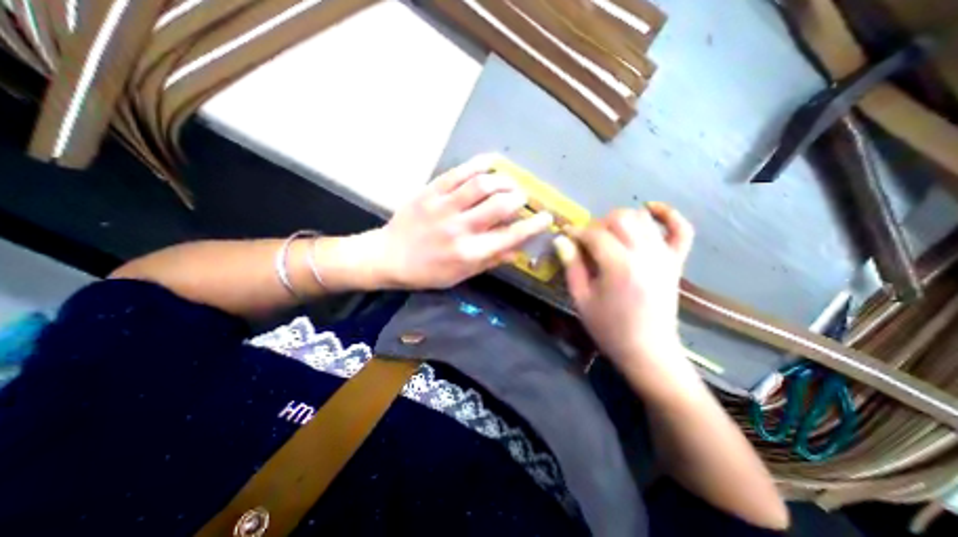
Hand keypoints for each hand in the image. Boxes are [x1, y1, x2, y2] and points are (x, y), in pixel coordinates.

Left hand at [366, 153, 553, 291]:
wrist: (389, 257)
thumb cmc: (428, 272)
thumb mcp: (461, 275)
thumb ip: (490, 261)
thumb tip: (518, 251)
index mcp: (469, 253)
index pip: (510, 236)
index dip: (533, 225)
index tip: (546, 217)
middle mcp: (460, 229)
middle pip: (499, 206)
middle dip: (519, 198)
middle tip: (524, 197)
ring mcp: (443, 207)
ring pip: (481, 185)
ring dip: (503, 180)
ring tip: (510, 182)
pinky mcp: (430, 192)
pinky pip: (458, 173)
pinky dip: (479, 164)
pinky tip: (492, 162)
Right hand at [554, 204, 697, 380]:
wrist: (647, 351)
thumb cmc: (609, 328)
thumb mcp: (581, 299)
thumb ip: (571, 266)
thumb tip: (561, 240)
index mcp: (619, 266)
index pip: (595, 234)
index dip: (577, 231)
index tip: (565, 235)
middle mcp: (645, 254)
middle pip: (620, 218)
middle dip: (598, 223)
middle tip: (586, 240)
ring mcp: (664, 256)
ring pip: (642, 219)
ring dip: (621, 219)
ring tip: (608, 234)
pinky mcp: (675, 261)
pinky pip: (680, 229)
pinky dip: (668, 215)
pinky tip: (651, 209)